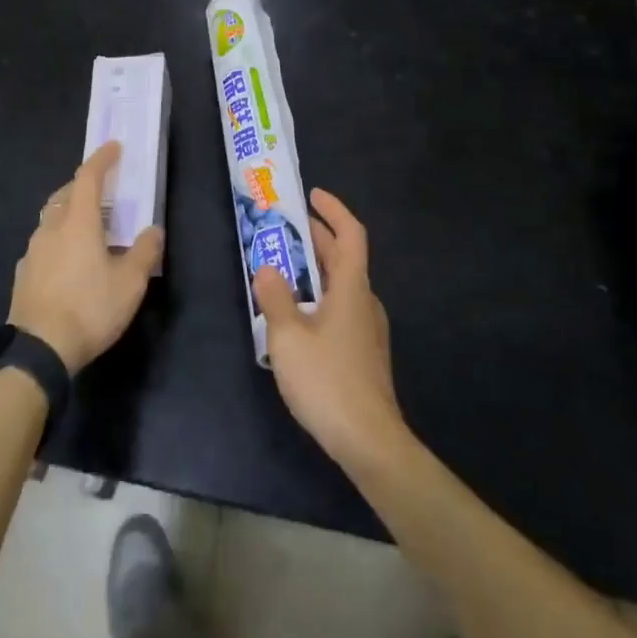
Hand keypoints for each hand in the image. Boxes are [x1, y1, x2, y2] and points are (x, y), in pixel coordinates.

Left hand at [9, 142, 163, 372]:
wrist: (38, 350)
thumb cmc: (89, 308)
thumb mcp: (129, 283)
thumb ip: (144, 252)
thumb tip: (153, 229)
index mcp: (78, 222)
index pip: (88, 177)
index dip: (101, 159)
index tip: (113, 147)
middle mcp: (51, 228)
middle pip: (65, 194)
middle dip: (82, 185)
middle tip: (101, 189)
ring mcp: (33, 250)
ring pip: (51, 218)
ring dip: (68, 212)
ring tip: (87, 225)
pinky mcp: (23, 273)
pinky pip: (43, 243)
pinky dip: (58, 239)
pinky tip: (68, 260)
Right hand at [253, 189, 408, 469]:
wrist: (369, 442)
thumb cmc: (327, 381)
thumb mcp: (288, 336)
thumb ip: (275, 297)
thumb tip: (267, 268)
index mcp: (352, 288)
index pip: (351, 235)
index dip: (334, 210)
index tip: (312, 195)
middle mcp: (365, 301)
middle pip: (344, 258)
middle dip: (317, 238)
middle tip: (286, 227)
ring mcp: (367, 329)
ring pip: (342, 285)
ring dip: (316, 270)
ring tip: (283, 270)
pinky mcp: (364, 353)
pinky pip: (341, 309)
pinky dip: (320, 297)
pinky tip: (297, 316)